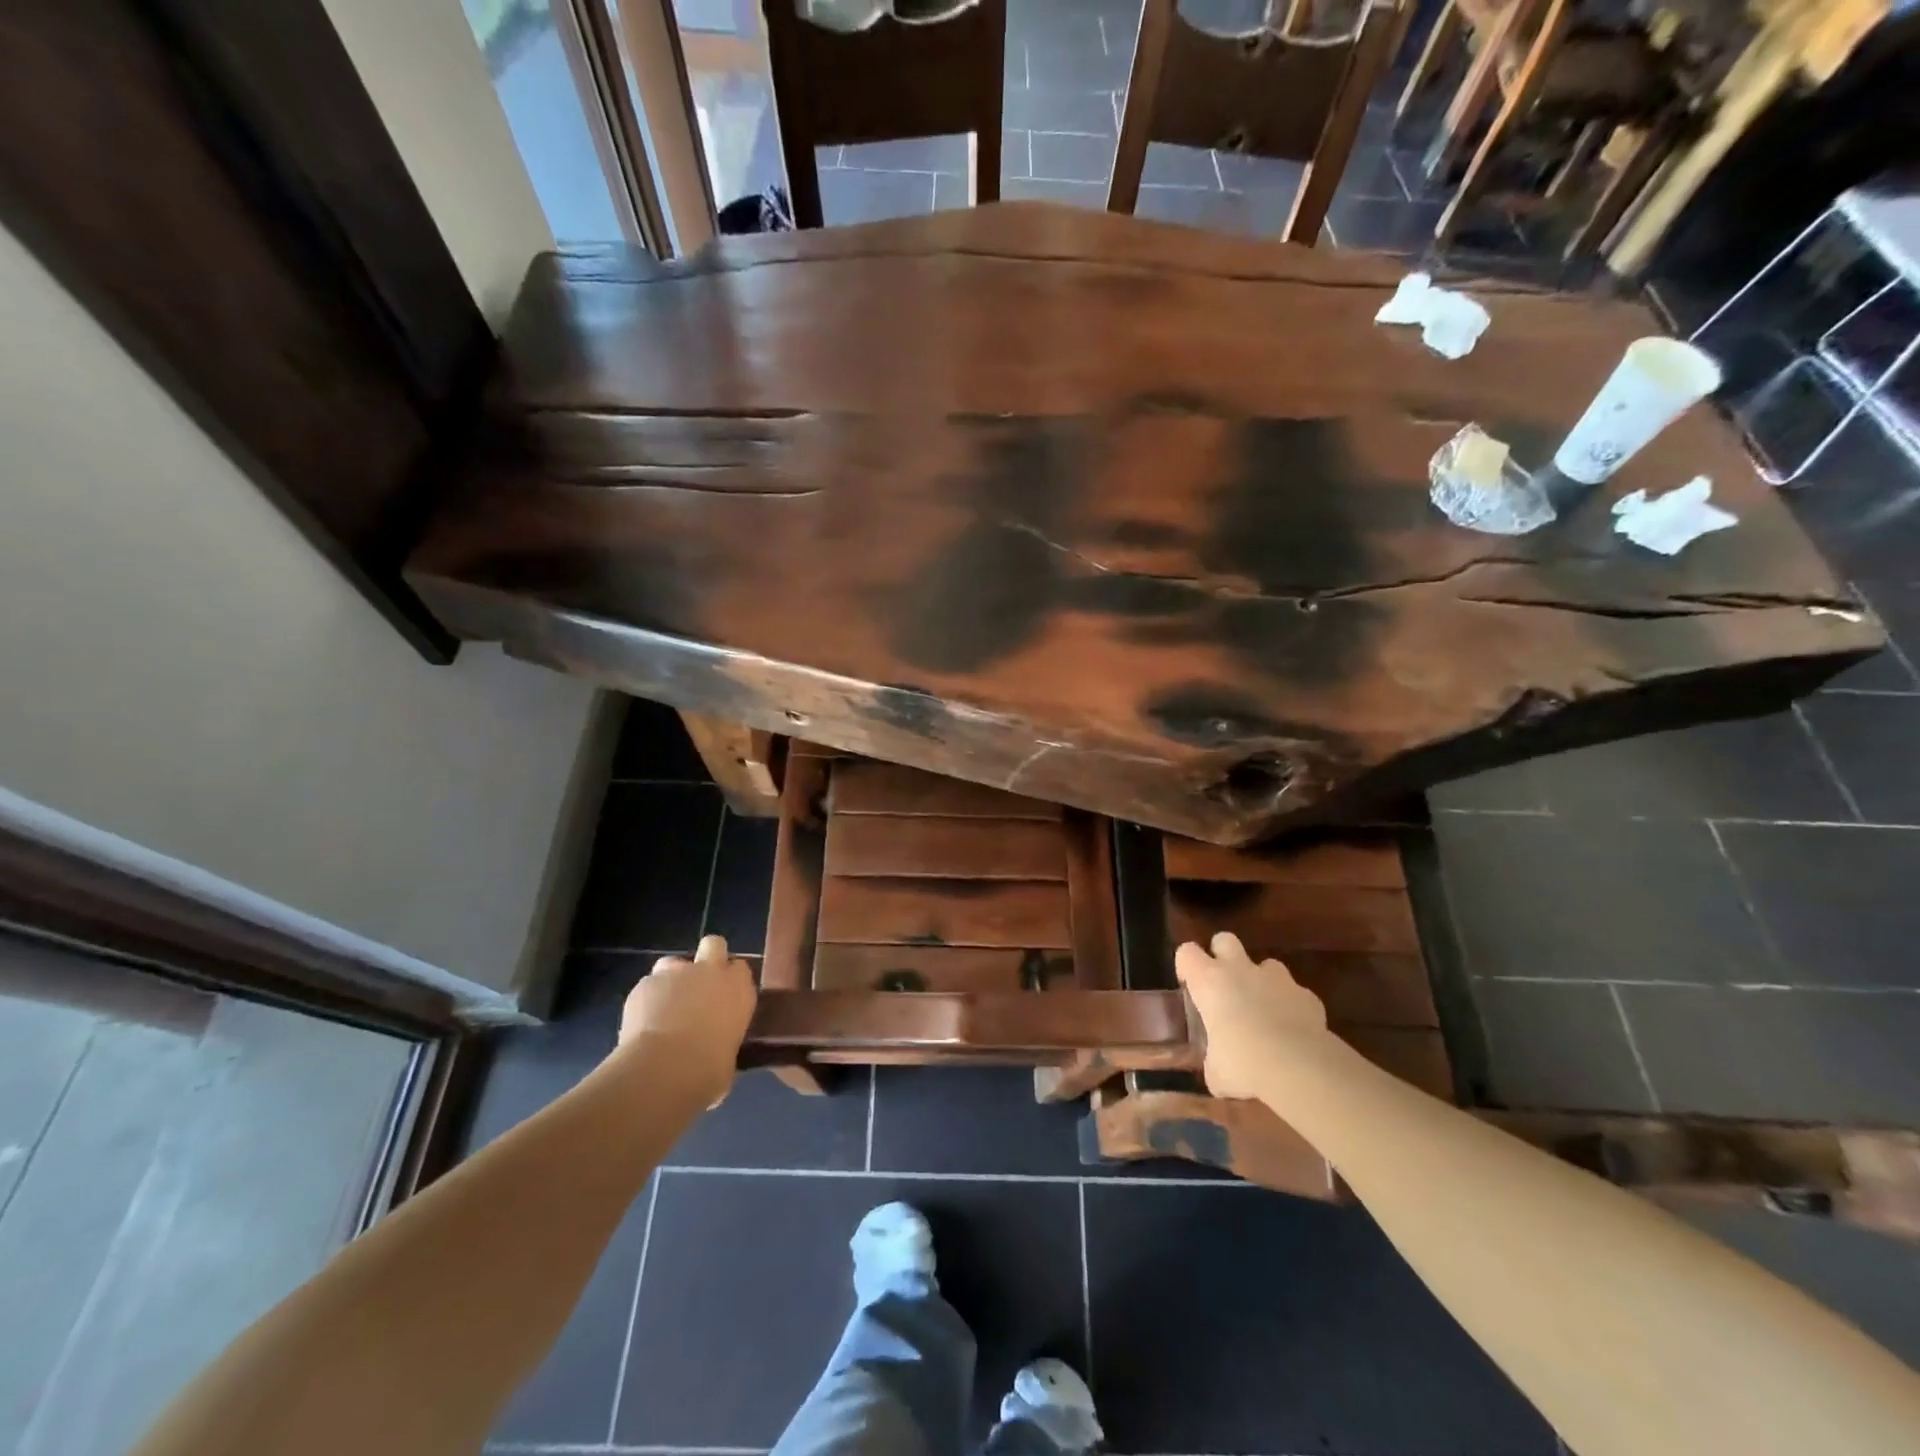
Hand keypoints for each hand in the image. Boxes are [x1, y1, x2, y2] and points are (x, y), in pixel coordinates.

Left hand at [619, 935, 757, 1106]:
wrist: (664, 1069)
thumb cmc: (708, 1070)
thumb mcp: (728, 1060)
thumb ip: (723, 1044)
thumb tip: (716, 1057)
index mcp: (738, 988)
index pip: (740, 969)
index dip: (730, 981)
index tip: (724, 999)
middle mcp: (710, 972)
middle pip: (714, 945)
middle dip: (707, 959)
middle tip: (699, 987)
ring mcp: (675, 974)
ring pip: (673, 963)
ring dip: (671, 980)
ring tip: (664, 1007)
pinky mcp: (643, 985)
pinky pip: (647, 987)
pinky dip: (645, 1001)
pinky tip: (641, 1025)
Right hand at [1175, 932, 1328, 1100]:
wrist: (1299, 1066)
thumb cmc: (1243, 1063)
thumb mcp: (1216, 1072)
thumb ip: (1213, 1062)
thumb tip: (1216, 1072)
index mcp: (1209, 981)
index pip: (1186, 952)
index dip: (1187, 966)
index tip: (1190, 987)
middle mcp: (1240, 970)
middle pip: (1225, 939)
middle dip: (1223, 955)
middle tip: (1225, 985)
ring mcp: (1277, 978)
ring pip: (1266, 964)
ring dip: (1262, 981)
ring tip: (1264, 1010)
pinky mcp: (1307, 995)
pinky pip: (1295, 993)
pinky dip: (1292, 1006)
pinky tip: (1294, 1031)